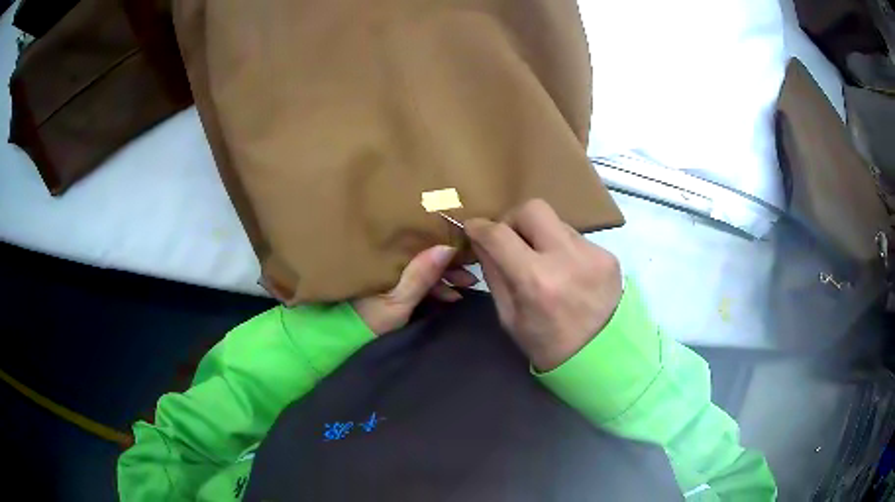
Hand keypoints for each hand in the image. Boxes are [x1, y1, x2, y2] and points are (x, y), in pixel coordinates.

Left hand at [352, 245, 477, 334]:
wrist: (350, 340)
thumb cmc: (371, 320)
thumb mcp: (399, 300)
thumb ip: (421, 275)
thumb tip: (446, 247)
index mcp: (385, 256)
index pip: (417, 241)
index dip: (441, 241)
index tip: (463, 243)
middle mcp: (389, 260)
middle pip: (425, 254)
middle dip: (449, 262)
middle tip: (471, 270)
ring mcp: (394, 275)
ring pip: (426, 269)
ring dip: (447, 275)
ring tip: (468, 284)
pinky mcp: (396, 288)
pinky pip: (421, 282)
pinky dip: (437, 287)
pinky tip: (453, 296)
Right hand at [465, 199, 621, 371]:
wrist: (604, 358)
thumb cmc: (549, 347)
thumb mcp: (510, 318)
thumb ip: (495, 275)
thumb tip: (483, 243)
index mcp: (536, 281)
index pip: (499, 234)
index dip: (480, 227)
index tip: (474, 228)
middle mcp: (566, 258)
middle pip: (532, 209)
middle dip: (513, 219)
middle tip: (510, 240)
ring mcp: (593, 254)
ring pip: (556, 222)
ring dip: (541, 235)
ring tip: (543, 261)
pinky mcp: (609, 256)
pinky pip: (576, 238)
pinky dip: (563, 248)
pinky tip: (567, 272)